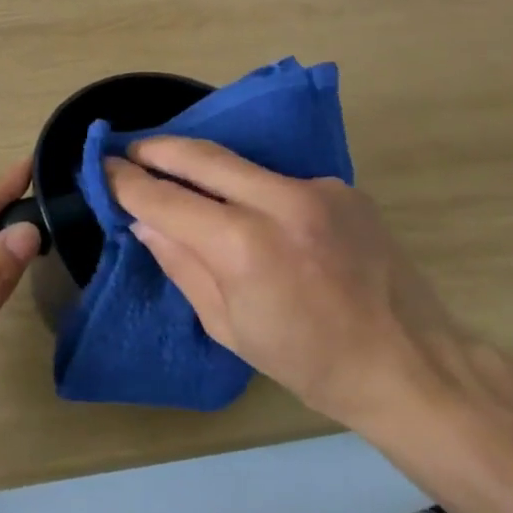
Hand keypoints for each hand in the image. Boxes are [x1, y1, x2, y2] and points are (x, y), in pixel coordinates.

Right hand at [105, 137, 469, 432]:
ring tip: (179, 173)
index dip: (128, 182)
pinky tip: (250, 209)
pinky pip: (280, 180)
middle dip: (158, 149)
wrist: (409, 362)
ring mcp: (318, 188)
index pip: (166, 199)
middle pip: (202, 156)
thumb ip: (182, 264)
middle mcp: (281, 202)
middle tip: (131, 151)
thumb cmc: (308, 362)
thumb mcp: (229, 327)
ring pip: (243, 164)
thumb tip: (145, 220)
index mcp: (245, 247)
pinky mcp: (343, 187)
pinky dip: (252, 188)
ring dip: (204, 165)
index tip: (103, 168)